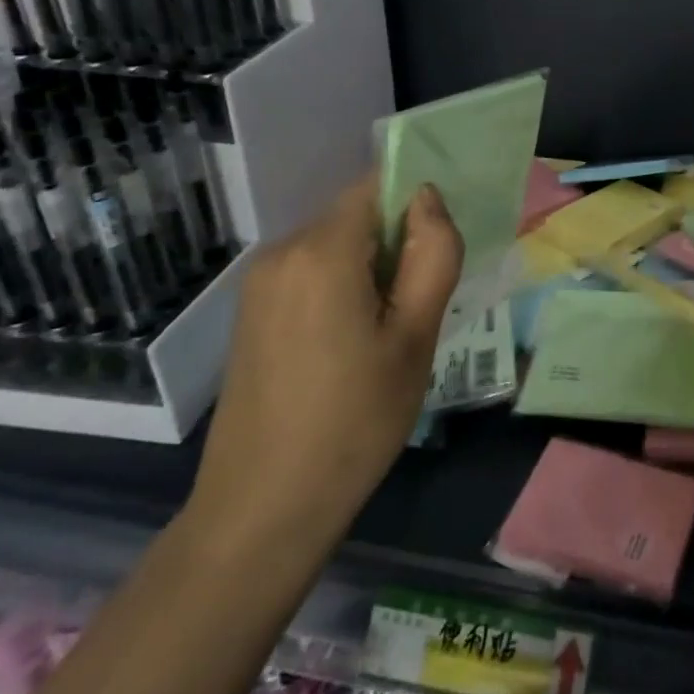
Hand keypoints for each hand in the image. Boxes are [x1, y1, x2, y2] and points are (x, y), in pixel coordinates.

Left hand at [189, 180, 462, 547]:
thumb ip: (433, 254)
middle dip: (397, 240)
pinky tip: (356, 342)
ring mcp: (260, 284)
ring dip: (373, 267)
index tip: (441, 246)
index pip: (378, 184)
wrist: (263, 509)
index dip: (416, 201)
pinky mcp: (252, 313)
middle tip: (424, 301)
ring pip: (337, 245)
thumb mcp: (415, 335)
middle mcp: (282, 253)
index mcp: (323, 251)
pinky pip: (312, 273)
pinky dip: (344, 286)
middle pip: (357, 215)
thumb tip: (427, 197)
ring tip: (392, 328)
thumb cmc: (355, 419)